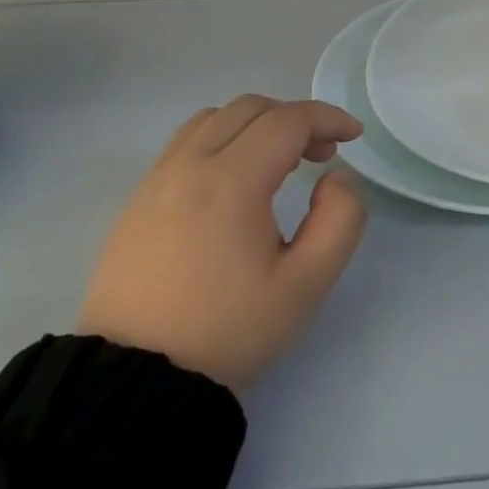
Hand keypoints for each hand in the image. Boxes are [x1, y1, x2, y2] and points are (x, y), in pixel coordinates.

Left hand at [78, 96, 367, 390]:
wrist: (134, 380)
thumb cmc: (228, 330)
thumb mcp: (306, 284)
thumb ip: (340, 219)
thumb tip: (336, 176)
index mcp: (232, 180)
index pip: (288, 120)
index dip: (328, 117)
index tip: (354, 134)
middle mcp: (190, 164)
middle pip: (251, 108)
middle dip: (296, 118)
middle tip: (322, 153)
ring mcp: (158, 178)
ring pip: (215, 117)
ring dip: (257, 123)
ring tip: (280, 160)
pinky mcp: (138, 198)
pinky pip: (186, 141)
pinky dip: (223, 137)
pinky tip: (235, 177)